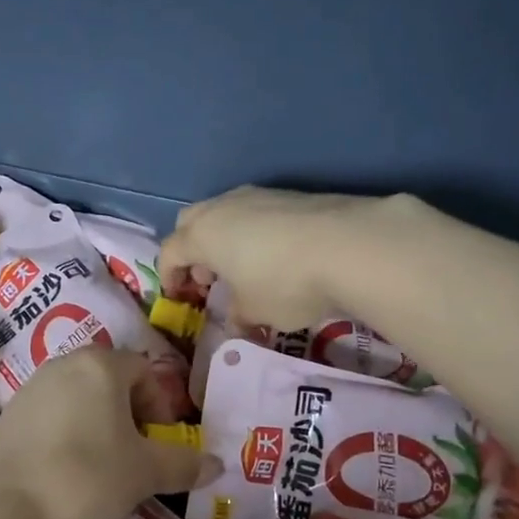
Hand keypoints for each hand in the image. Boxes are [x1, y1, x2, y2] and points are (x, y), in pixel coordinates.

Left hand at [0, 348, 217, 518]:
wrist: (1, 511)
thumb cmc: (84, 479)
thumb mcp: (144, 474)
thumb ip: (183, 464)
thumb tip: (217, 465)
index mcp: (100, 365)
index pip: (145, 372)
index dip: (161, 408)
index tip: (159, 445)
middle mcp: (63, 365)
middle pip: (112, 383)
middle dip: (131, 418)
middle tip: (136, 458)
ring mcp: (31, 388)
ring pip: (82, 401)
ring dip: (101, 429)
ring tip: (104, 471)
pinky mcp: (9, 416)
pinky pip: (54, 418)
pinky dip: (70, 438)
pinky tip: (67, 475)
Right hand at [158, 186, 399, 328]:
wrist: (349, 245)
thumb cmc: (284, 283)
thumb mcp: (255, 311)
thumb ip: (237, 316)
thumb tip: (235, 323)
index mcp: (202, 235)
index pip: (169, 252)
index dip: (169, 276)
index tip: (179, 296)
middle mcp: (223, 207)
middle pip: (191, 223)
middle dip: (192, 250)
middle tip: (210, 278)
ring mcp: (258, 195)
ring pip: (225, 213)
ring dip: (223, 239)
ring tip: (244, 268)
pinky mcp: (290, 195)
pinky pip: (256, 212)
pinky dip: (253, 232)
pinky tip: (275, 256)